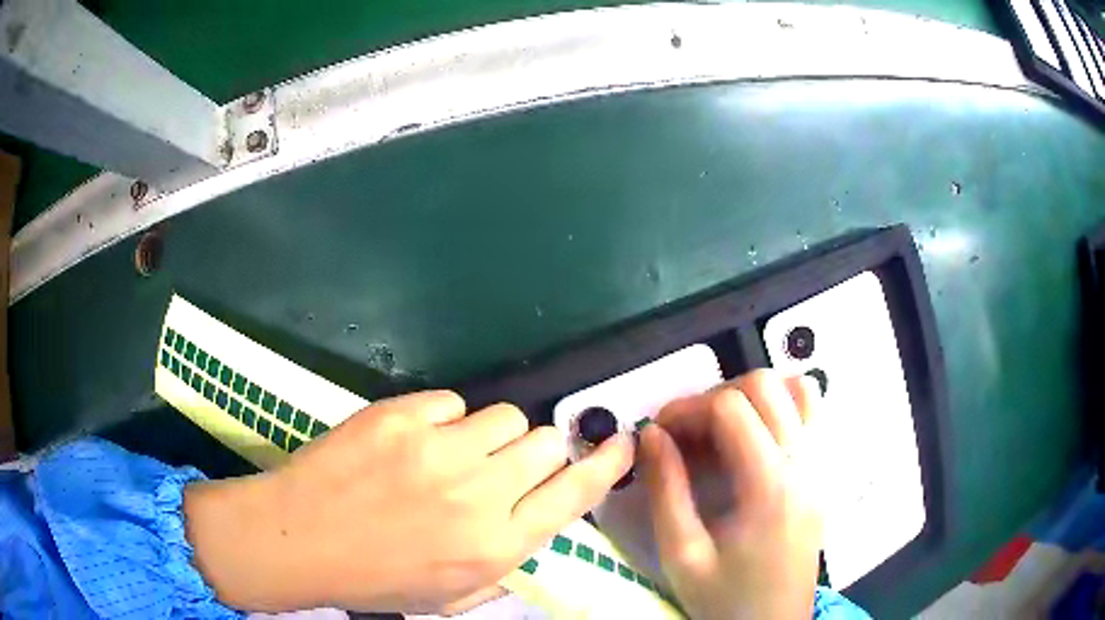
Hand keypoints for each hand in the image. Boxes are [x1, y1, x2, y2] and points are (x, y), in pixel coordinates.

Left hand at [184, 391, 633, 613]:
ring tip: (453, 454)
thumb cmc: (376, 579)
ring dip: (490, 435)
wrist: (299, 539)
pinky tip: (413, 442)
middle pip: (544, 445)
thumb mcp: (452, 597)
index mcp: (496, 546)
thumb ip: (505, 561)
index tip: (621, 442)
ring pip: (503, 416)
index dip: (604, 465)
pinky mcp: (400, 415)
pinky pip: (451, 402)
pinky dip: (442, 421)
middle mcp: (479, 495)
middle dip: (532, 455)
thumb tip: (533, 519)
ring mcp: (438, 449)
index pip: (575, 494)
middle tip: (498, 470)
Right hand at [639, 369, 821, 619]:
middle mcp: (805, 464)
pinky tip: (756, 437)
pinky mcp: (823, 473)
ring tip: (723, 429)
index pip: (731, 408)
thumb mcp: (682, 554)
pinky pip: (814, 414)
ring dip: (754, 396)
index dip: (687, 409)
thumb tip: (651, 434)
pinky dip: (783, 406)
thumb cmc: (726, 598)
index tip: (660, 431)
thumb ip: (666, 489)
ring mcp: (821, 465)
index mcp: (770, 486)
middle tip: (688, 431)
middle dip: (717, 395)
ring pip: (798, 390)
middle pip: (766, 385)